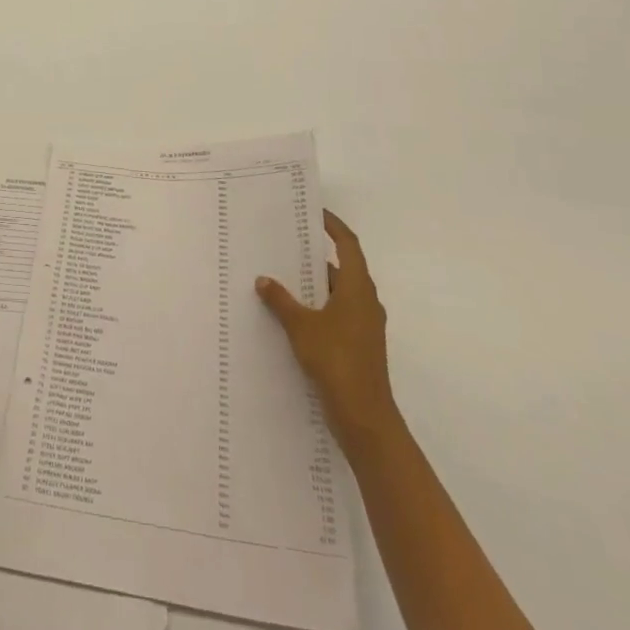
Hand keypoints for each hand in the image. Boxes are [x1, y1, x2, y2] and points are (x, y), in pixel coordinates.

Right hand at [257, 210, 400, 453]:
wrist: (364, 417)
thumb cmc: (336, 361)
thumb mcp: (301, 327)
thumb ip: (281, 300)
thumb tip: (263, 279)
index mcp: (357, 289)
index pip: (349, 246)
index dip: (334, 226)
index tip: (315, 212)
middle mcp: (365, 302)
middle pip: (343, 268)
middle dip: (317, 254)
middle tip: (288, 242)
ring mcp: (364, 326)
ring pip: (338, 293)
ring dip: (315, 283)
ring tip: (283, 275)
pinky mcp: (358, 345)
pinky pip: (336, 313)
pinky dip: (317, 306)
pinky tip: (292, 313)